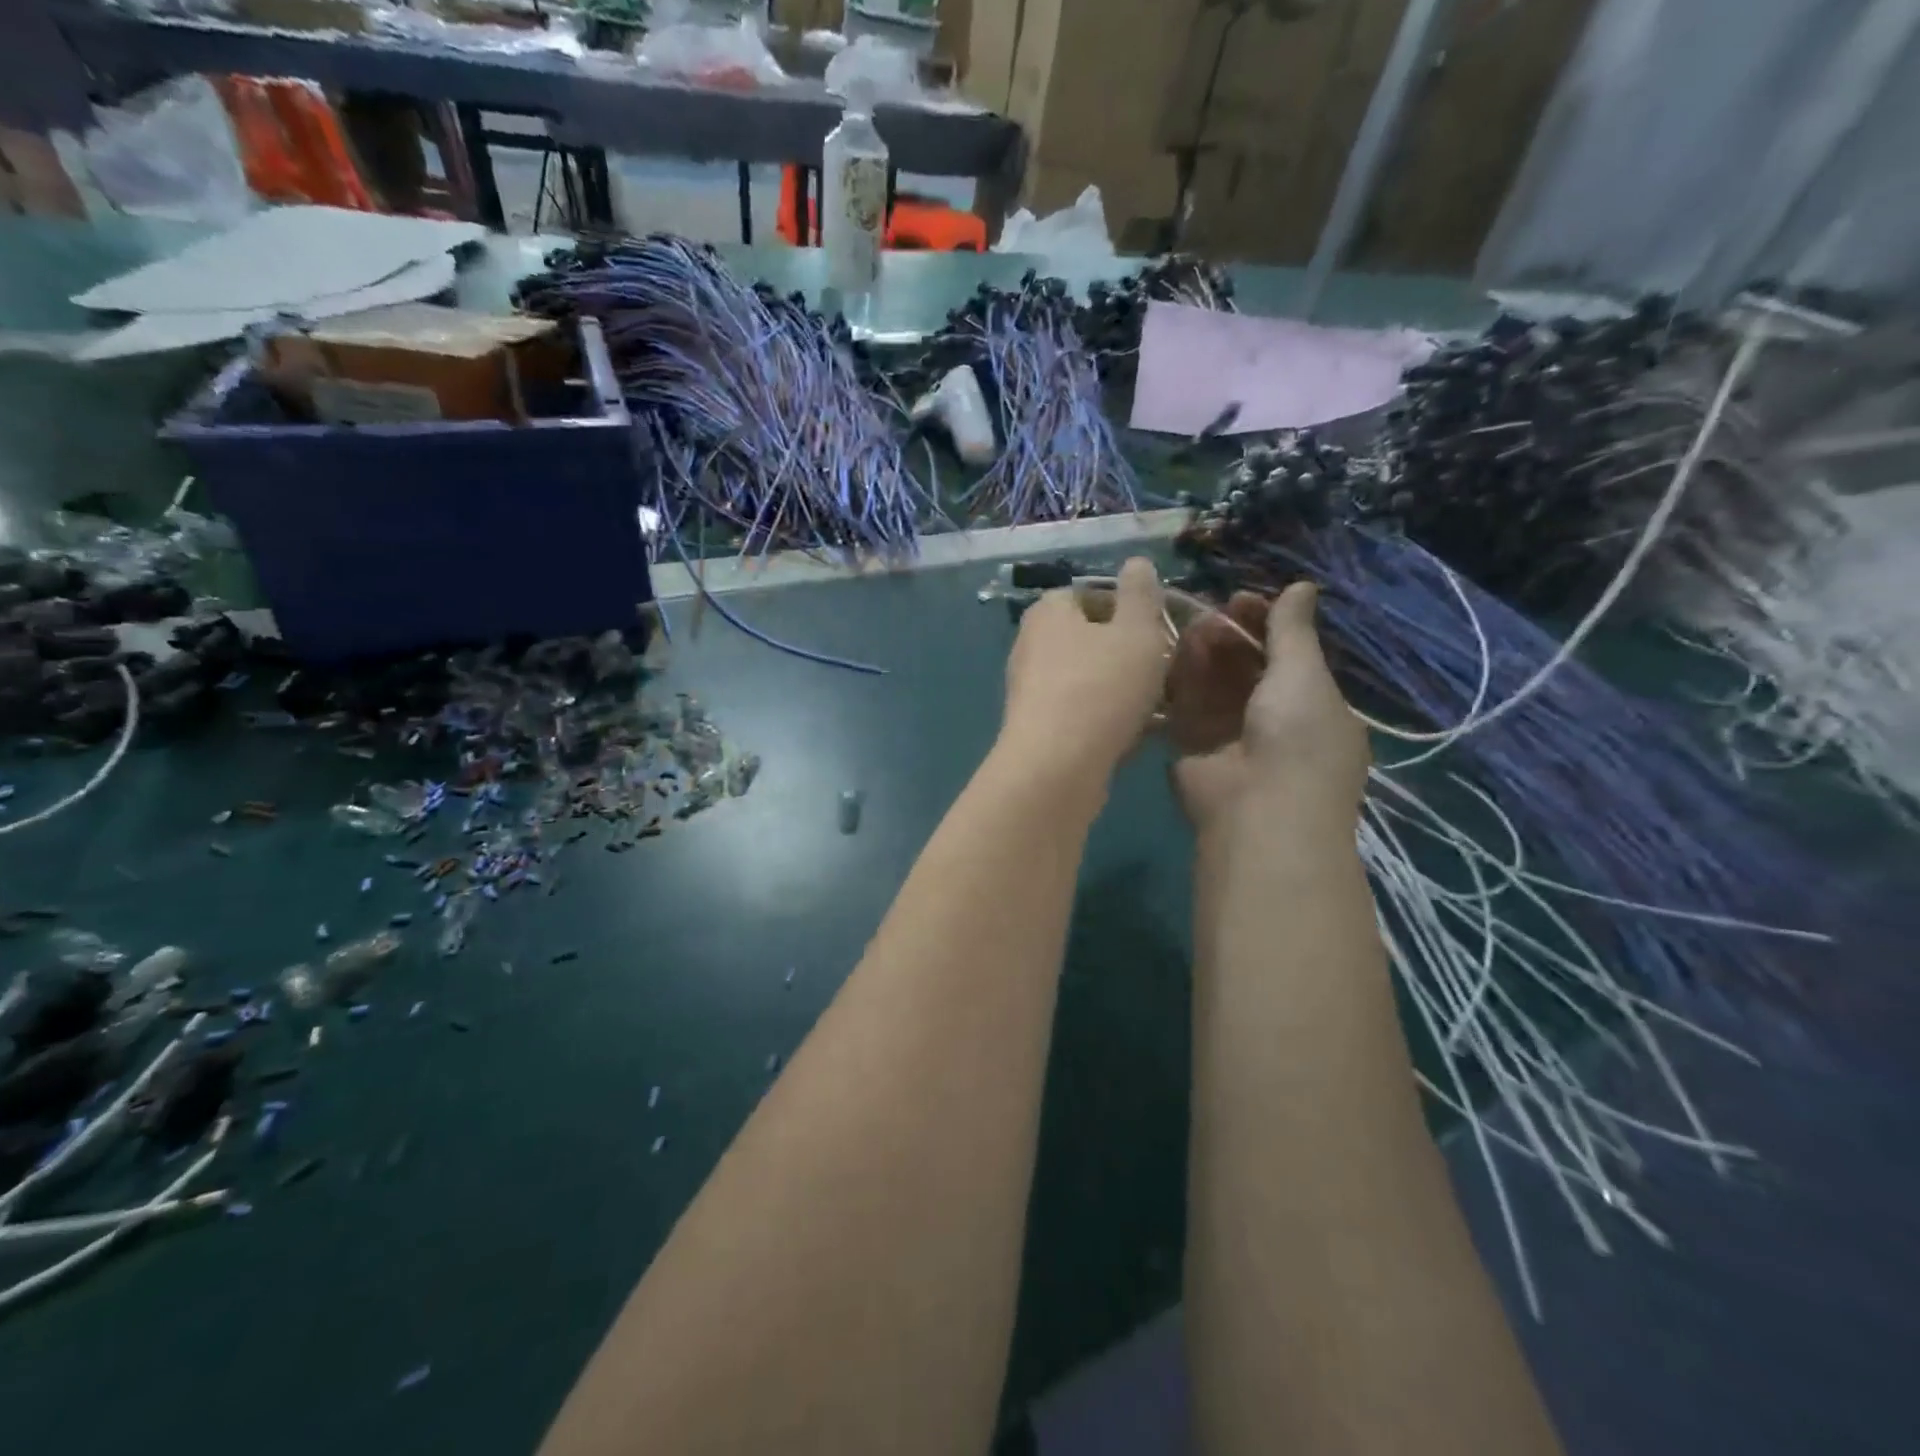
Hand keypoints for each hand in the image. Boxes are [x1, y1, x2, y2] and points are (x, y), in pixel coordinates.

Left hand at [1000, 557, 1169, 786]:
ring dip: (1121, 689)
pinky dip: (1106, 718)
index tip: (1159, 631)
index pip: (1091, 594)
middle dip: (1128, 653)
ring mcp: (1029, 690)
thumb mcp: (1137, 630)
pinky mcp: (1036, 729)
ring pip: (1087, 679)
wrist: (1057, 766)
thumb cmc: (1101, 687)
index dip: (1129, 609)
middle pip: (1090, 639)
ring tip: (1158, 706)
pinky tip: (1135, 736)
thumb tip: (1136, 563)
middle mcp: (1031, 645)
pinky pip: (1080, 713)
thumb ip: (1141, 594)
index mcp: (1048, 611)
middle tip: (1164, 670)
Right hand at [1168, 583, 1369, 835]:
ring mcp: (1229, 735)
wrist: (1258, 809)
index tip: (1241, 599)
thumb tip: (1303, 584)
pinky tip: (1172, 655)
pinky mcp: (1191, 747)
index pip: (1286, 655)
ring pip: (1212, 683)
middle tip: (1211, 615)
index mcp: (1311, 706)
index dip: (1265, 625)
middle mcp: (1270, 719)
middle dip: (1230, 637)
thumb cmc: (1296, 737)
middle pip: (1245, 667)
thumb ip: (1294, 630)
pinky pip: (1184, 705)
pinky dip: (1179, 680)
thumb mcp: (1304, 675)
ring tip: (1191, 629)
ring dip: (1203, 654)